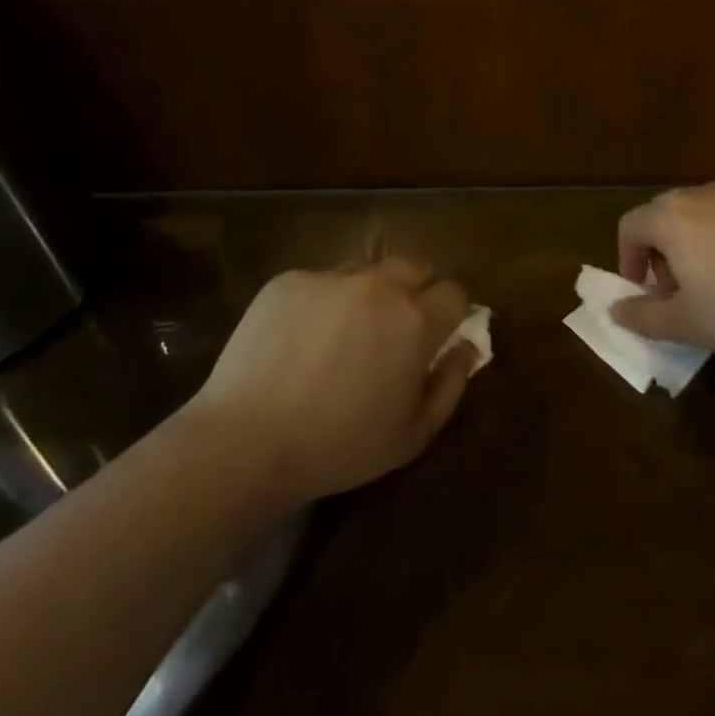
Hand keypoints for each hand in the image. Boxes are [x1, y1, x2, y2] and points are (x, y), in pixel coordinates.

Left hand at [188, 259, 479, 503]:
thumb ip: (452, 384)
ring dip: (371, 294)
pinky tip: (302, 340)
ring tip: (346, 334)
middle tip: (397, 331)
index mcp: (415, 319)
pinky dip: (324, 302)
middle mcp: (379, 284)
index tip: (441, 332)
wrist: (245, 441)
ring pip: (367, 271)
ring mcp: (330, 277)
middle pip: (415, 269)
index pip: (455, 291)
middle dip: (417, 292)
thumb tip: (469, 346)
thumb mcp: (413, 434)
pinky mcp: (289, 280)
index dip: (454, 311)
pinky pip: (321, 281)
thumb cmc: (339, 446)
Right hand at [611, 183, 714, 356]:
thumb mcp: (688, 324)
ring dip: (697, 241)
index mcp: (671, 218)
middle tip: (679, 290)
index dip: (629, 260)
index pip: (630, 227)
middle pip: (664, 214)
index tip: (646, 292)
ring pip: (703, 212)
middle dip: (661, 251)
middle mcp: (701, 194)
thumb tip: (616, 309)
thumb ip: (643, 317)